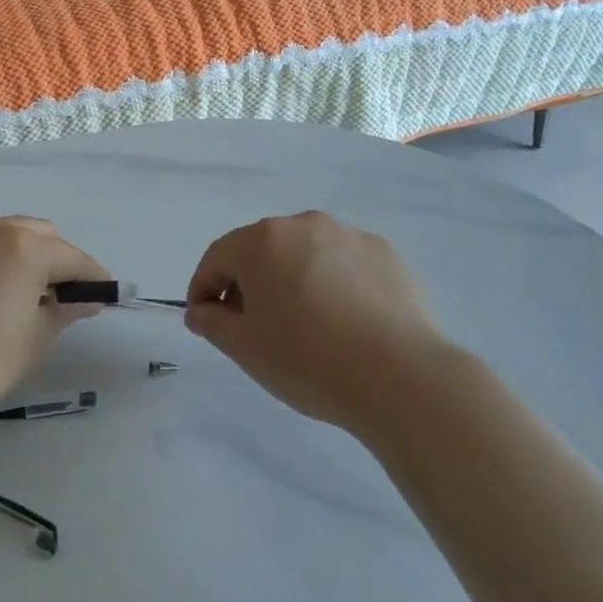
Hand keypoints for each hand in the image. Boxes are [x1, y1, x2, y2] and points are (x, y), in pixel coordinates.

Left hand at [0, 216, 109, 425]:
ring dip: (8, 254)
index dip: (91, 276)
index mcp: (23, 248)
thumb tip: (86, 298)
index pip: (71, 257)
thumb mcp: (34, 340)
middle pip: (33, 233)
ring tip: (3, 292)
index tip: (101, 293)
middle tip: (52, 294)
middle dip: (51, 258)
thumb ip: (65, 309)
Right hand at [185, 212, 459, 431]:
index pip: (217, 258)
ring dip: (290, 279)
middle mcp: (304, 224)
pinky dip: (330, 283)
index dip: (202, 289)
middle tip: (248, 324)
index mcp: (262, 241)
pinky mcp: (385, 253)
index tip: (203, 320)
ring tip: (299, 322)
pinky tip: (340, 320)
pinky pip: (341, 263)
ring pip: (303, 253)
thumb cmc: (307, 359)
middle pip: (260, 250)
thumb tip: (202, 311)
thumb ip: (211, 322)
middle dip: (246, 282)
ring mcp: (349, 235)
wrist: (401, 376)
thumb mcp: (244, 347)